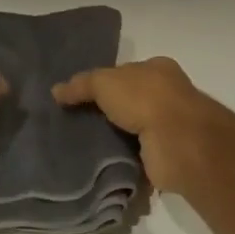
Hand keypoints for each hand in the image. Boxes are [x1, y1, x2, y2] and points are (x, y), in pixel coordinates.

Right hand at [52, 57, 212, 192]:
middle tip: (74, 122)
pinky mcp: (165, 155)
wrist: (178, 142)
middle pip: (128, 101)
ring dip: (112, 138)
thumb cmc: (145, 99)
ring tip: (80, 145)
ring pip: (131, 129)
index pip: (125, 72)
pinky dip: (121, 160)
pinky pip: (136, 155)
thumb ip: (81, 85)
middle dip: (105, 112)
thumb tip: (56, 91)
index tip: (79, 96)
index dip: (102, 82)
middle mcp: (166, 95)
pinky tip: (98, 164)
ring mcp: (168, 127)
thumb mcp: (105, 82)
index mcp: (157, 69)